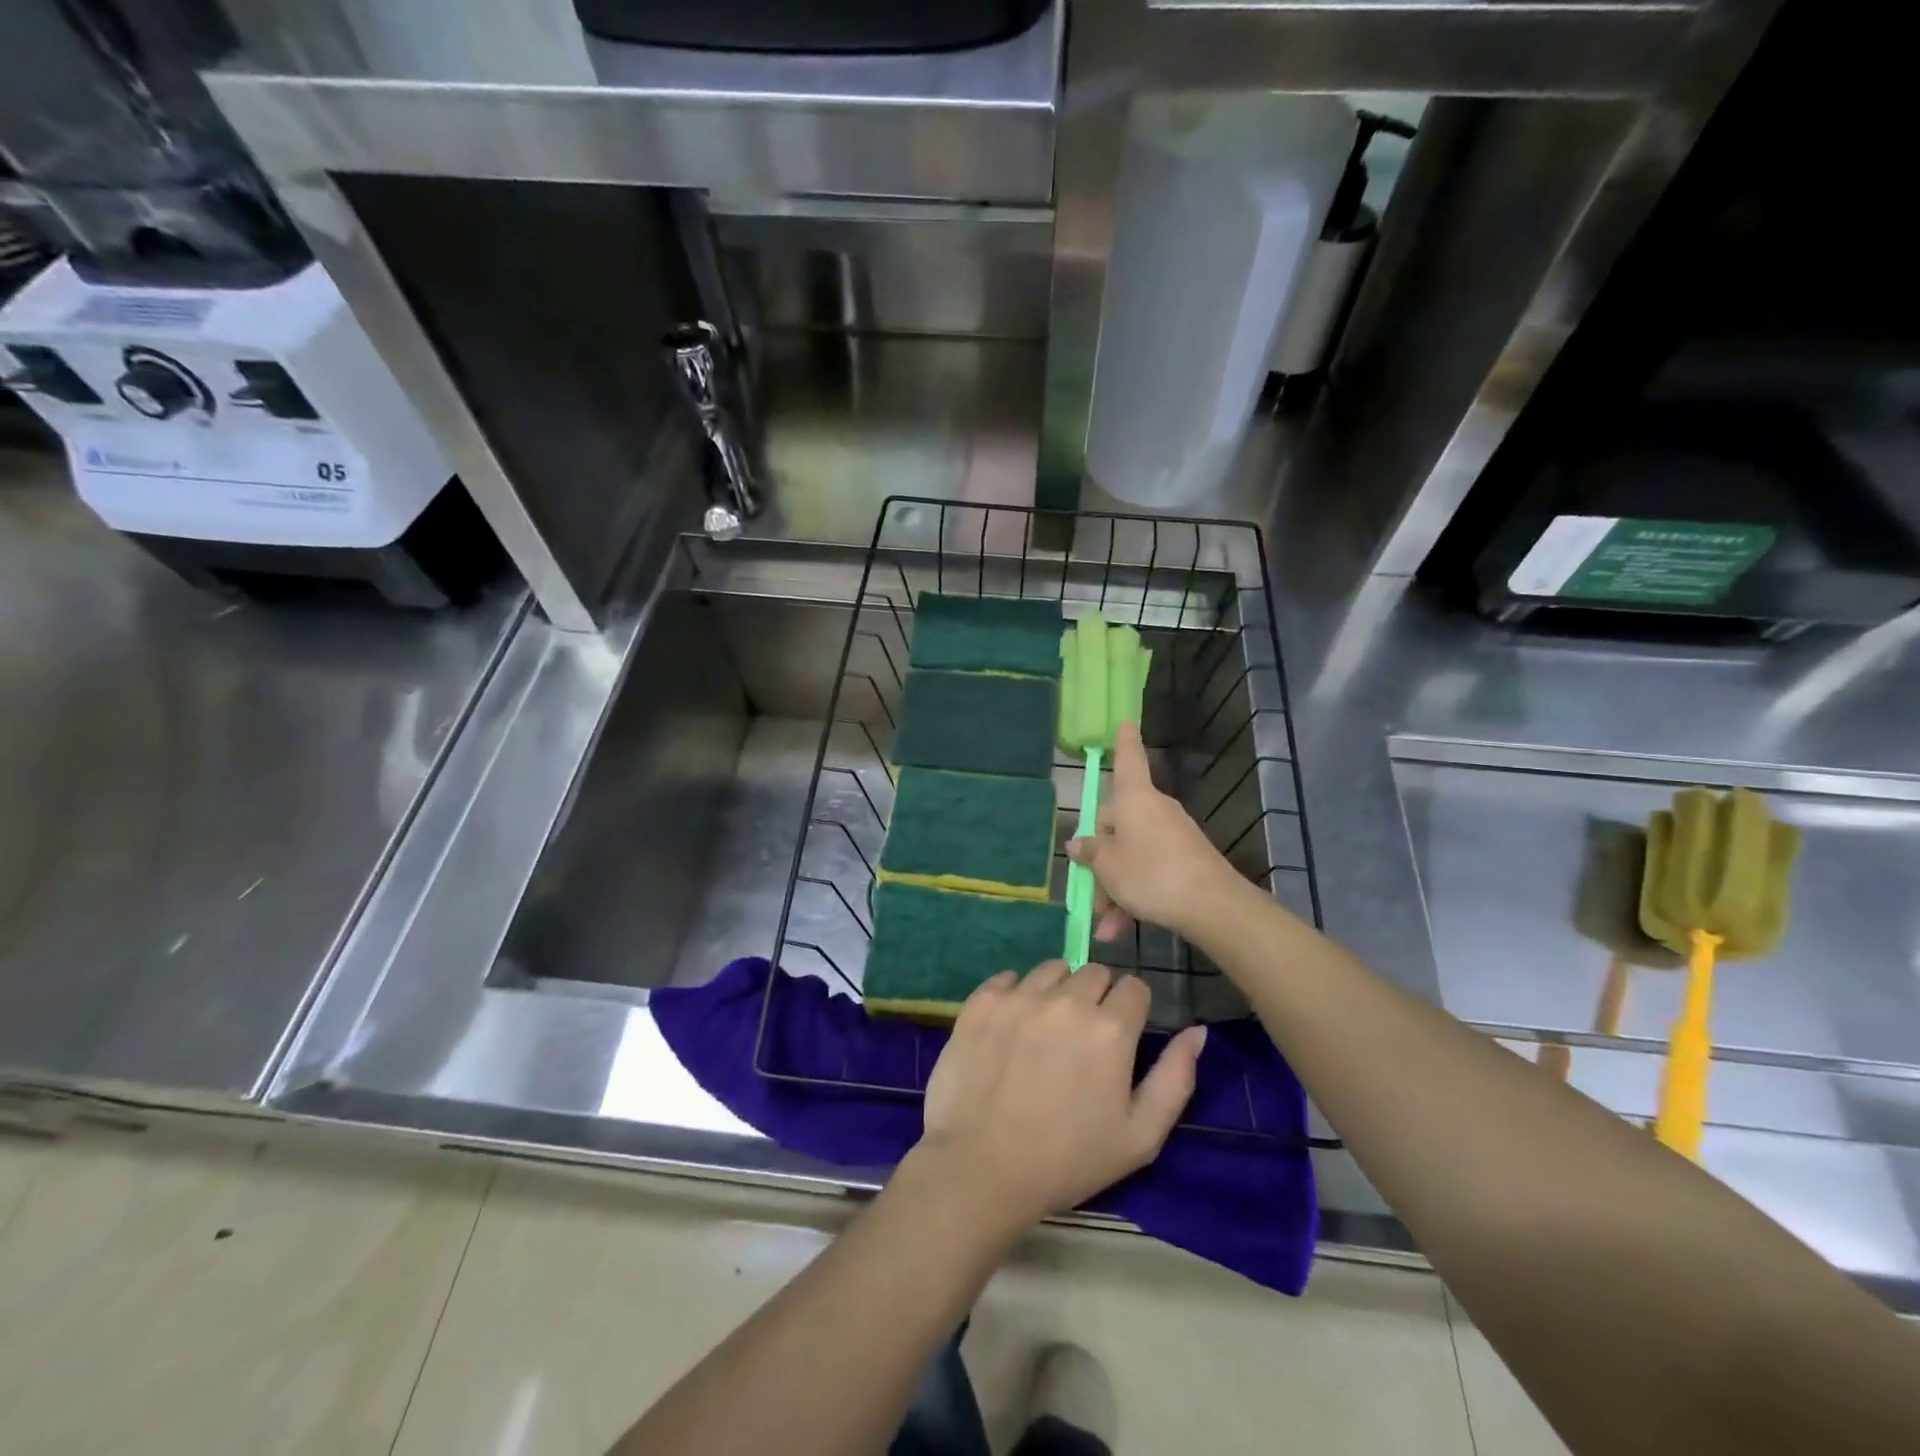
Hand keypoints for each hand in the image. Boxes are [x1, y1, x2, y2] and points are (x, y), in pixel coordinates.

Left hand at [914, 961, 1206, 1230]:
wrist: (982, 1169)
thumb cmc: (1068, 1160)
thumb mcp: (1140, 1136)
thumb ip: (1175, 1078)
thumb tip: (1197, 1031)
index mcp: (1110, 1028)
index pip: (1134, 986)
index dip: (1132, 1009)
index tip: (1120, 1036)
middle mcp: (1066, 1000)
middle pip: (1094, 972)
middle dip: (1097, 997)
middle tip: (1083, 1038)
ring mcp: (1020, 996)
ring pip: (1052, 969)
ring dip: (1058, 990)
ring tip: (1046, 1031)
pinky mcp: (982, 1001)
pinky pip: (1009, 978)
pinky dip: (1016, 994)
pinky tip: (1012, 1027)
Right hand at [1067, 720, 1246, 942]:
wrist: (1212, 906)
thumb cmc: (1151, 874)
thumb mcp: (1108, 867)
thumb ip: (1090, 853)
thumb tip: (1078, 844)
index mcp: (1134, 799)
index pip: (1128, 759)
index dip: (1124, 742)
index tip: (1125, 720)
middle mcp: (1154, 810)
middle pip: (1118, 826)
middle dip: (1101, 863)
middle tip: (1089, 895)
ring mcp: (1172, 835)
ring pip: (1131, 856)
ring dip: (1114, 889)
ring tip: (1105, 925)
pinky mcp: (1186, 860)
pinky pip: (1149, 872)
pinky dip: (1134, 896)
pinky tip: (1121, 929)